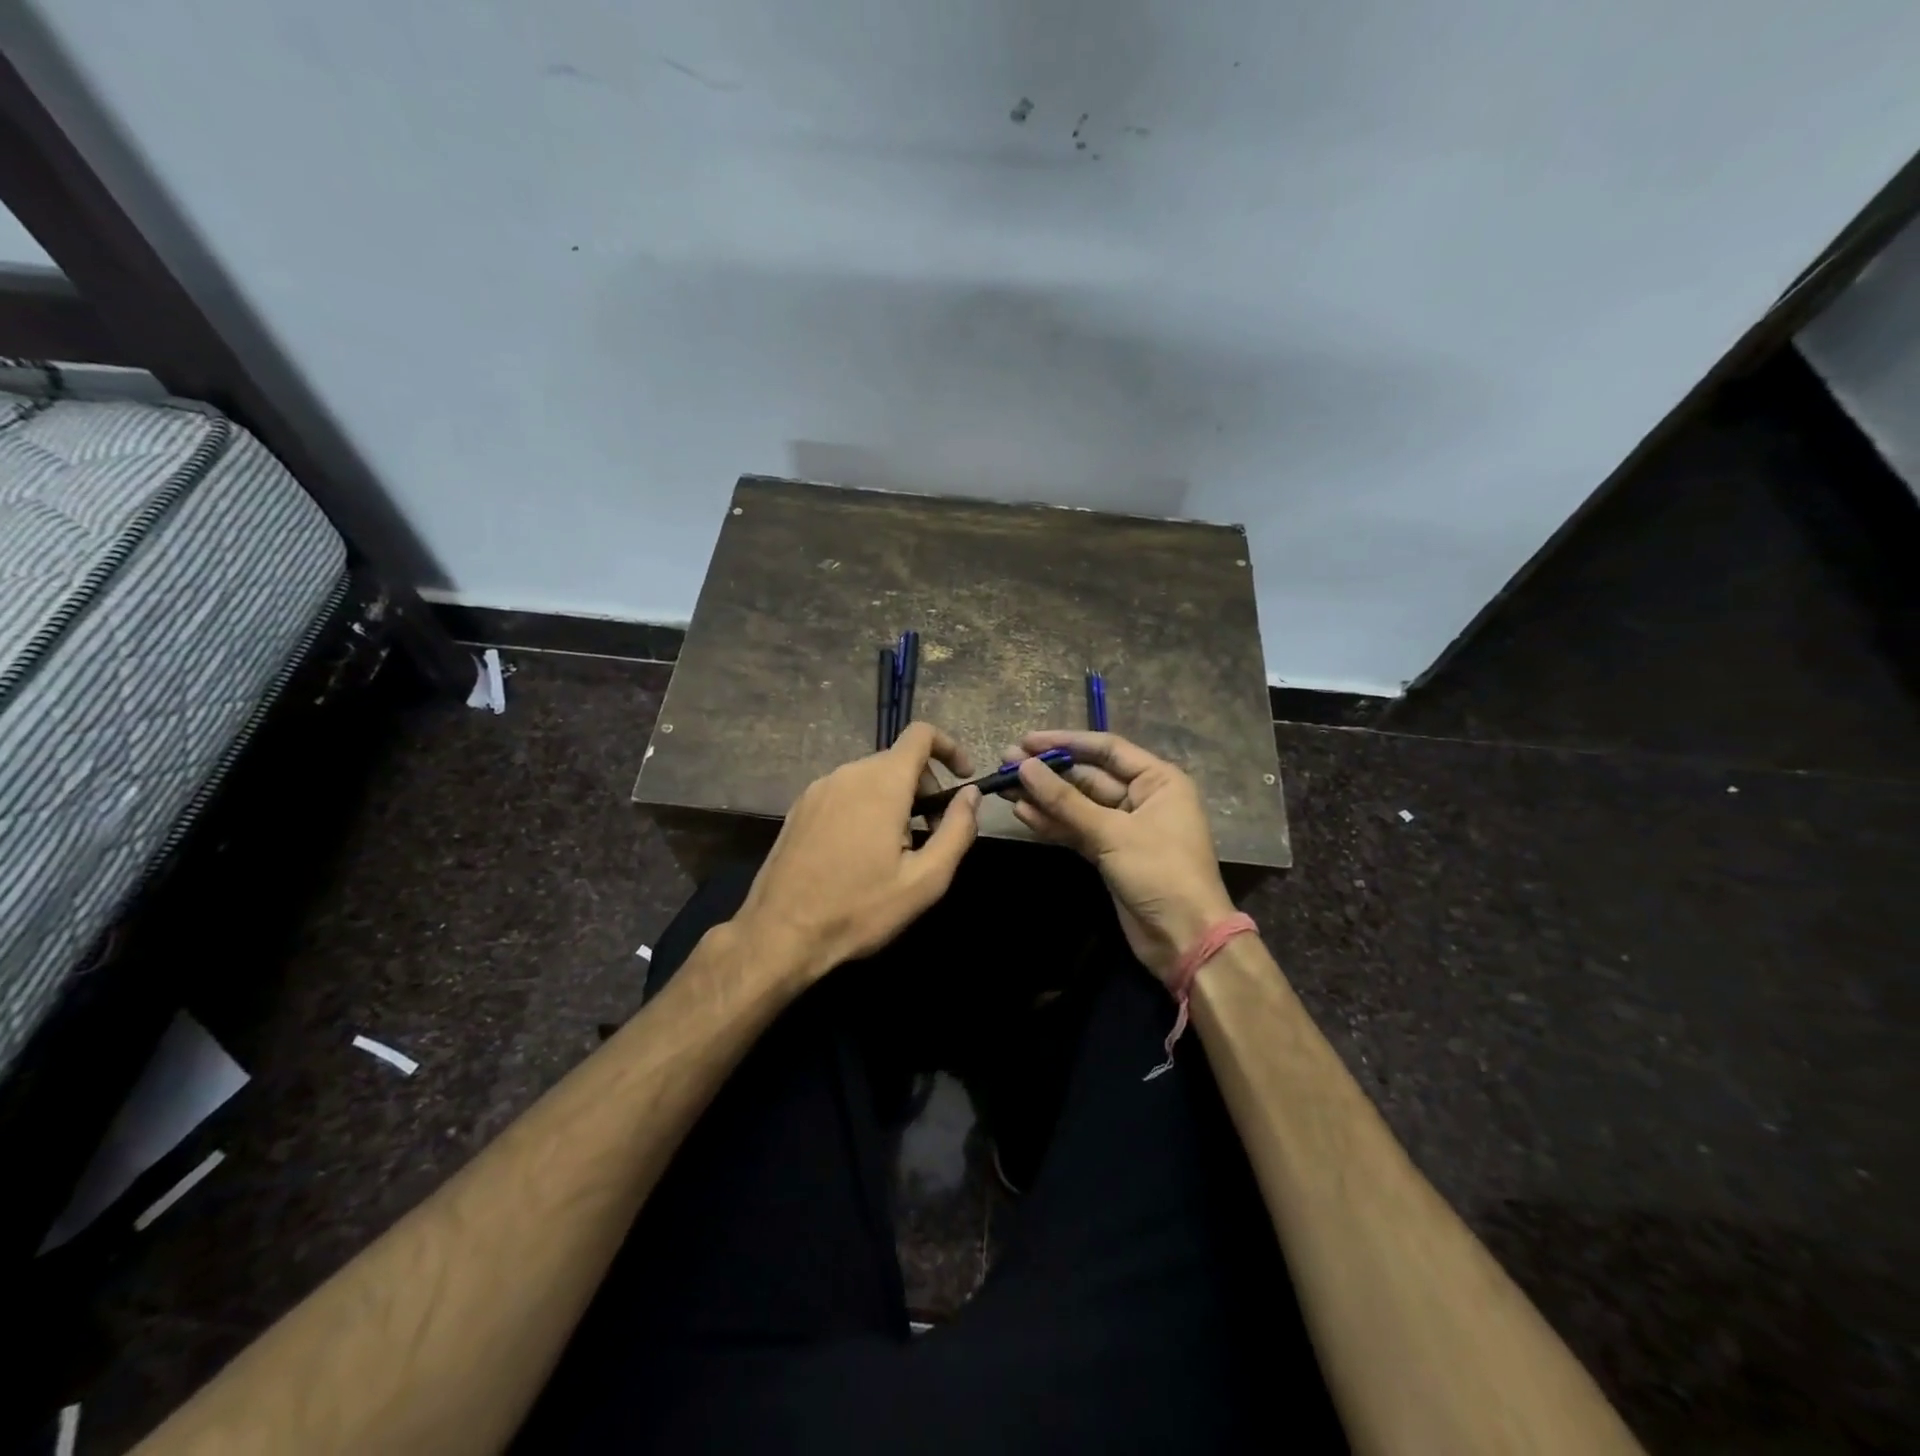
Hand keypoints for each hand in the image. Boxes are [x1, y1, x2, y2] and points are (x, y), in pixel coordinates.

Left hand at [734, 722, 980, 986]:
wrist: (780, 934)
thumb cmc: (859, 909)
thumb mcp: (925, 880)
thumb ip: (957, 830)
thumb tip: (970, 794)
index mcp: (881, 783)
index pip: (921, 734)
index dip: (949, 748)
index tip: (963, 779)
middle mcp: (847, 774)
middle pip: (897, 760)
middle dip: (925, 788)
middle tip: (933, 834)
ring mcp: (818, 789)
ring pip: (870, 778)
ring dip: (896, 801)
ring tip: (897, 851)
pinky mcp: (799, 808)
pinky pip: (845, 793)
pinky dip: (866, 808)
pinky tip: (862, 854)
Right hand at [1006, 731, 1235, 982]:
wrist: (1184, 939)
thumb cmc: (1160, 872)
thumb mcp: (1112, 833)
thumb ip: (1066, 801)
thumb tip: (1025, 767)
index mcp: (1158, 780)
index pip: (1107, 749)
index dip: (1066, 742)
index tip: (1027, 741)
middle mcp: (1142, 797)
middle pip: (1088, 776)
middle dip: (1049, 771)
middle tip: (1007, 762)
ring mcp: (1124, 827)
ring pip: (1078, 804)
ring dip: (1044, 796)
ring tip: (1004, 786)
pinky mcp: (1109, 853)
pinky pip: (1077, 830)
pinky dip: (1052, 823)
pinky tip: (1022, 812)